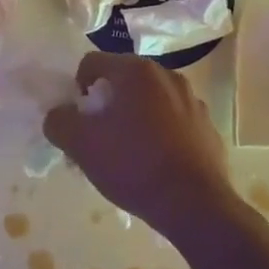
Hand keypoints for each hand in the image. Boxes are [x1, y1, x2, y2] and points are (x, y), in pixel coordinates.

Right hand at [44, 51, 239, 239]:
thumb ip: (59, 121)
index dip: (78, 89)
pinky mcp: (208, 127)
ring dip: (135, 117)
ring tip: (130, 155)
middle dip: (108, 104)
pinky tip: (157, 164)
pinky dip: (161, 133)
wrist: (196, 205)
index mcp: (136, 71)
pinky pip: (174, 121)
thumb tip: (59, 115)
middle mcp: (167, 75)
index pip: (92, 63)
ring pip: (151, 101)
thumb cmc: (134, 165)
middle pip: (123, 81)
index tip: (81, 120)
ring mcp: (193, 100)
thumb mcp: (81, 145)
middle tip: (101, 138)